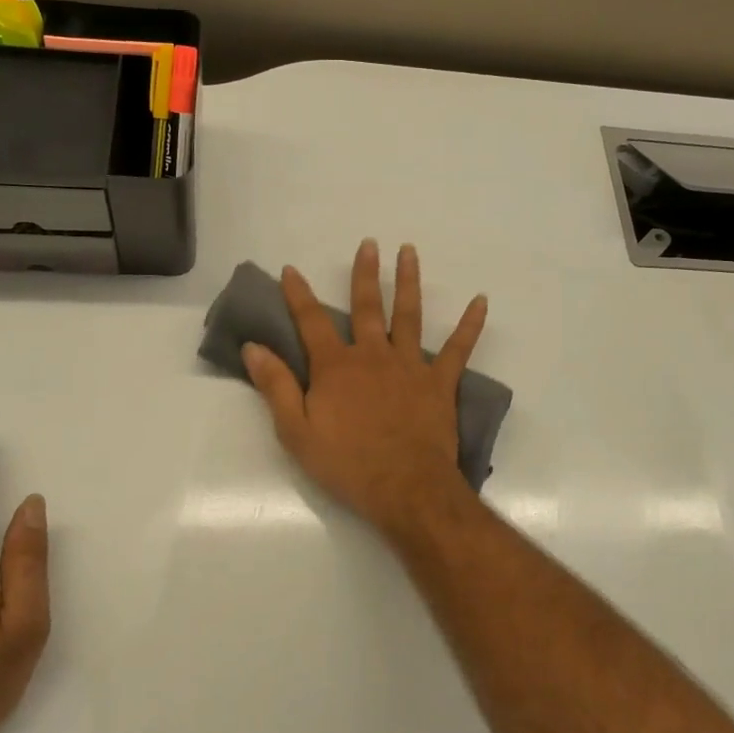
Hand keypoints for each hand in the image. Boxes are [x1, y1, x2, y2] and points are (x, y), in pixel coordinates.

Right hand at [243, 239, 486, 536]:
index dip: (298, 294)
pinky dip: (470, 325)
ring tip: (409, 252)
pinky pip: (458, 349)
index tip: (291, 270)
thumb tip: (253, 347)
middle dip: (364, 274)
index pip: (311, 322)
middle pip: (366, 307)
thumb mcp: (296, 431)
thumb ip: (276, 386)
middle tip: (369, 244)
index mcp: (336, 367)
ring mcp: (409, 366)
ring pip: (408, 316)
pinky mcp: (439, 383)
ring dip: (408, 282)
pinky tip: (480, 301)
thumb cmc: (347, 464)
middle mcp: (373, 356)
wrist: (405, 488)